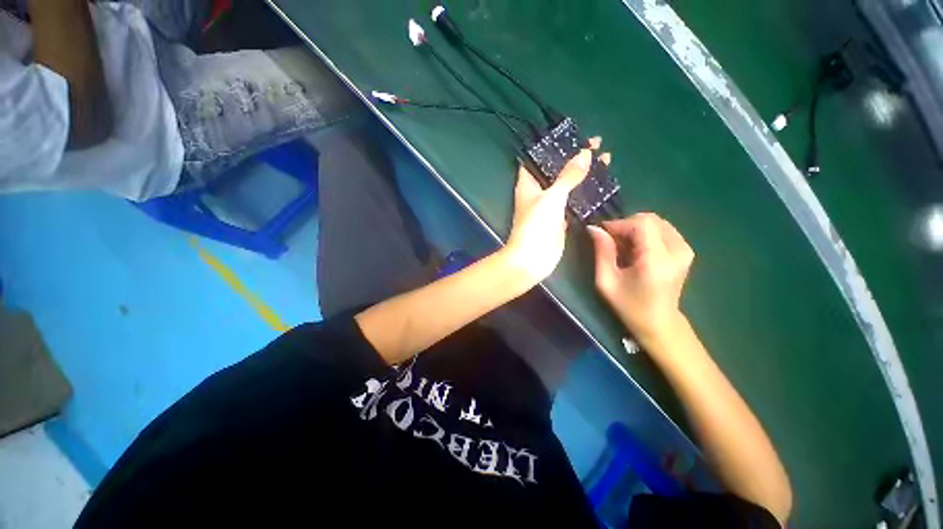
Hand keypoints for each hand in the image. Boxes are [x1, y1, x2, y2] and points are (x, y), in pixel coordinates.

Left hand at [503, 147, 595, 282]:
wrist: (532, 259)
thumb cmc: (536, 225)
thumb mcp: (552, 197)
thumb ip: (568, 176)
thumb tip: (584, 153)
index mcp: (529, 184)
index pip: (539, 158)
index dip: (554, 146)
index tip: (574, 136)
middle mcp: (538, 193)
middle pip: (557, 170)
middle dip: (575, 158)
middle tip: (598, 145)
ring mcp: (549, 207)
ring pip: (567, 186)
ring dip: (583, 175)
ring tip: (605, 161)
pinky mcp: (560, 220)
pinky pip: (574, 202)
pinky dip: (585, 194)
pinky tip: (600, 186)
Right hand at [587, 213, 694, 342]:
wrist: (659, 323)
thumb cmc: (629, 305)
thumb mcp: (607, 281)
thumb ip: (602, 252)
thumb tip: (594, 228)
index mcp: (657, 260)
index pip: (641, 224)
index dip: (619, 223)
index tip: (602, 233)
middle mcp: (677, 250)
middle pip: (650, 219)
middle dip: (626, 224)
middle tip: (610, 240)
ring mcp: (685, 249)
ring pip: (656, 222)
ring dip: (635, 228)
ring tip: (622, 245)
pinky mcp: (685, 250)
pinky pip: (662, 229)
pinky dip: (645, 233)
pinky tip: (635, 248)